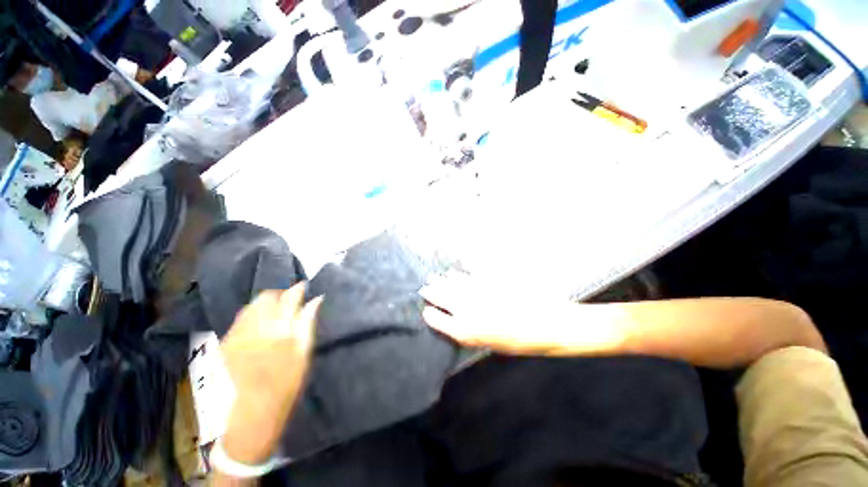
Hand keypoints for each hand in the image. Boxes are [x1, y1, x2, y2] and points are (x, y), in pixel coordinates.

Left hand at [220, 284, 321, 463]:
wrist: (245, 424)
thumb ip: (307, 325)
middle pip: (266, 298)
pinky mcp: (223, 344)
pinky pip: (238, 319)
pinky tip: (258, 325)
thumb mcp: (302, 358)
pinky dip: (250, 315)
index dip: (297, 289)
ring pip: (250, 306)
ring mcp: (235, 335)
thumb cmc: (284, 391)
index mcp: (279, 332)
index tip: (304, 286)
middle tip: (290, 303)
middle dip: (280, 296)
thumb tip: (316, 300)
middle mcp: (254, 329)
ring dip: (265, 304)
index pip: (289, 298)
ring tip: (275, 312)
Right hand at [420, 275, 627, 356]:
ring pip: (453, 285)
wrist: (551, 323)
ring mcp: (479, 294)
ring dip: (442, 281)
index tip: (426, 311)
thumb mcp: (495, 344)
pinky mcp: (490, 281)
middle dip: (432, 293)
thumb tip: (459, 321)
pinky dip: (459, 275)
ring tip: (433, 278)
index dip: (432, 316)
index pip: (440, 321)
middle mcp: (469, 311)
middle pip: (444, 299)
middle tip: (423, 288)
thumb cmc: (523, 341)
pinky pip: (469, 277)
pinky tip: (453, 273)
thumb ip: (473, 332)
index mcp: (469, 332)